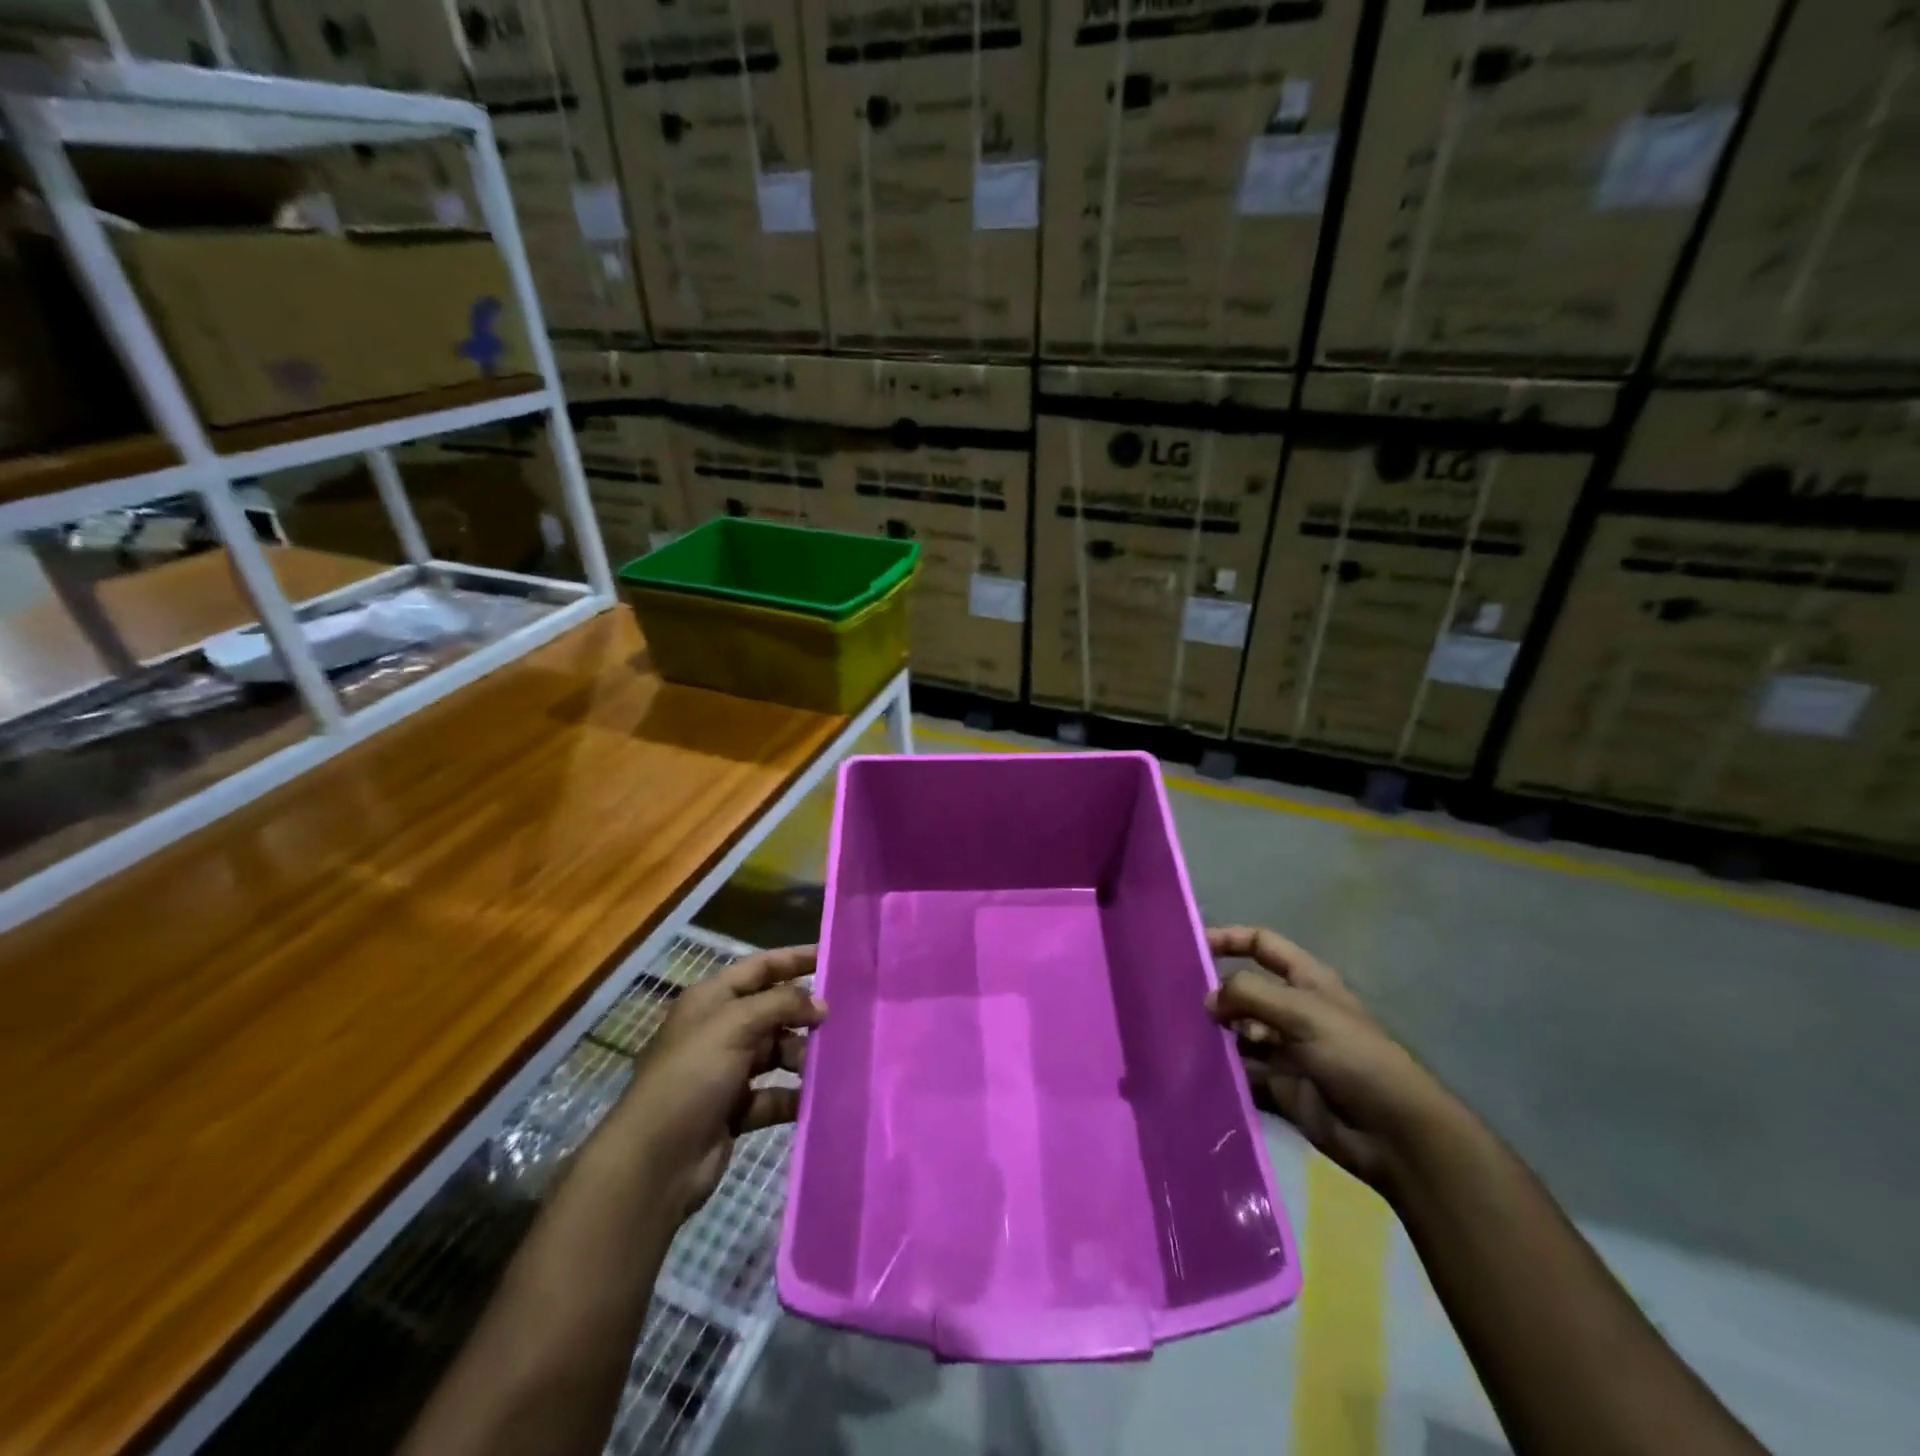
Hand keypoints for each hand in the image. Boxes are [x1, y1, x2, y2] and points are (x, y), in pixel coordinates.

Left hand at [612, 945, 824, 1218]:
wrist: (655, 1162)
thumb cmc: (691, 1077)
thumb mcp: (735, 1025)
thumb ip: (781, 1004)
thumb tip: (820, 1004)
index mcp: (712, 999)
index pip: (761, 967)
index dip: (795, 959)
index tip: (833, 958)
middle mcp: (720, 1029)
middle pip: (773, 1010)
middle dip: (804, 1014)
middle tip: (840, 1021)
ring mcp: (727, 1070)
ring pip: (777, 1052)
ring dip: (801, 1056)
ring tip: (822, 1065)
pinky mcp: (736, 1108)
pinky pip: (775, 1093)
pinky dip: (794, 1094)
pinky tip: (816, 1098)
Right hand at [1206, 926, 1456, 1196]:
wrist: (1394, 1134)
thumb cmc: (1354, 1057)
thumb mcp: (1303, 1012)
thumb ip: (1250, 994)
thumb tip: (1209, 999)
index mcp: (1306, 981)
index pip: (1261, 944)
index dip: (1228, 939)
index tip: (1191, 948)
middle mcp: (1293, 1011)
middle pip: (1244, 991)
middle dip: (1215, 996)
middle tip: (1178, 1006)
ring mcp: (1286, 1050)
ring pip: (1238, 1034)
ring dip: (1216, 1036)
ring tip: (1185, 1041)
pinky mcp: (1280, 1088)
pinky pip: (1243, 1073)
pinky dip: (1224, 1072)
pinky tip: (1200, 1072)